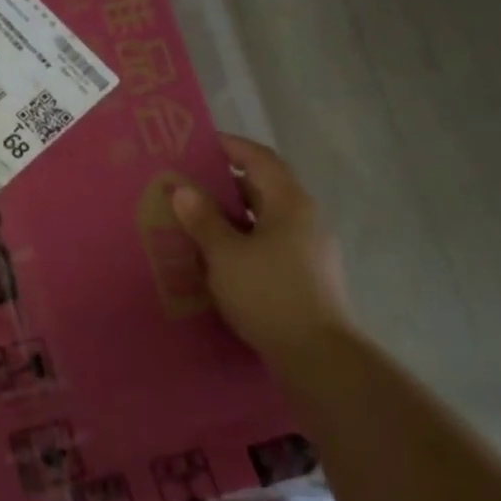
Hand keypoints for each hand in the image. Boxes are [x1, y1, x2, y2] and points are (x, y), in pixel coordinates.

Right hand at [171, 135, 351, 357]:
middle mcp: (305, 218)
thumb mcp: (225, 254)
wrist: (317, 355)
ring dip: (232, 217)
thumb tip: (183, 189)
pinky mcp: (307, 275)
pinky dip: (244, 242)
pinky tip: (219, 260)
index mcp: (290, 203)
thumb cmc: (269, 294)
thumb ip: (203, 219)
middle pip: (263, 188)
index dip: (230, 147)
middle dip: (224, 185)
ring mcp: (310, 249)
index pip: (260, 159)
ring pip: (265, 220)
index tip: (199, 145)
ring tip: (196, 223)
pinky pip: (270, 244)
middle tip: (187, 187)